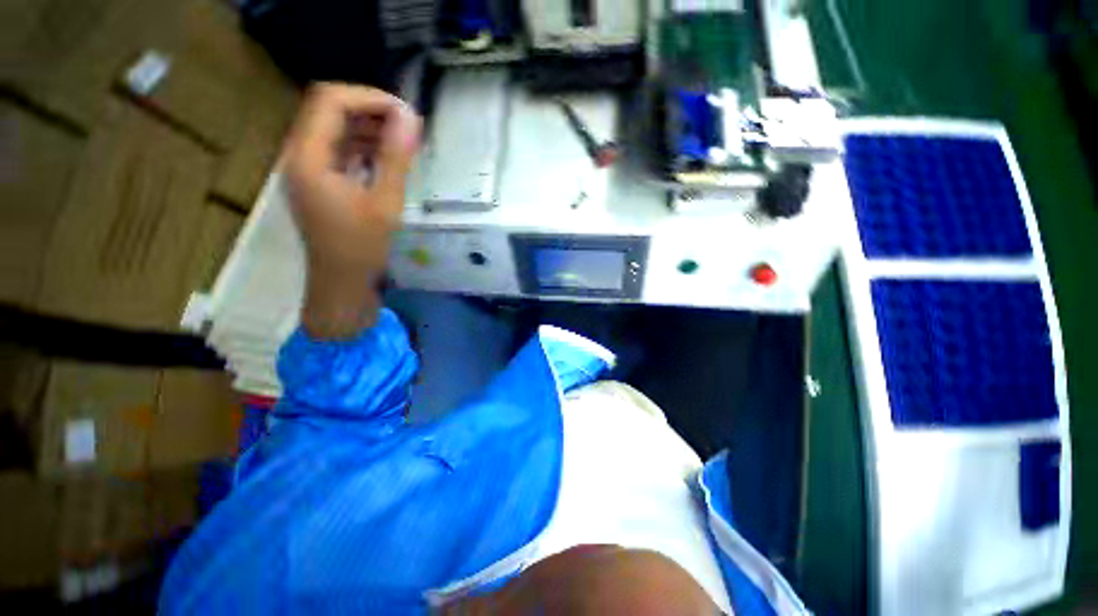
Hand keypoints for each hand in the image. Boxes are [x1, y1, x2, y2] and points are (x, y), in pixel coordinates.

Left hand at [281, 83, 421, 338]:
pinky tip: (388, 159)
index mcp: (308, 157)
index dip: (369, 98)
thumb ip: (395, 158)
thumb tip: (410, 117)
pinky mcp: (319, 181)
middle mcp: (300, 155)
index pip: (330, 101)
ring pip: (335, 129)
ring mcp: (308, 168)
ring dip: (369, 128)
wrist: (341, 283)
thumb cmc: (361, 248)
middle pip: (329, 110)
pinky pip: (339, 150)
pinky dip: (364, 147)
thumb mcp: (384, 203)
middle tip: (408, 126)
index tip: (405, 113)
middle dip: (371, 111)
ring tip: (403, 140)